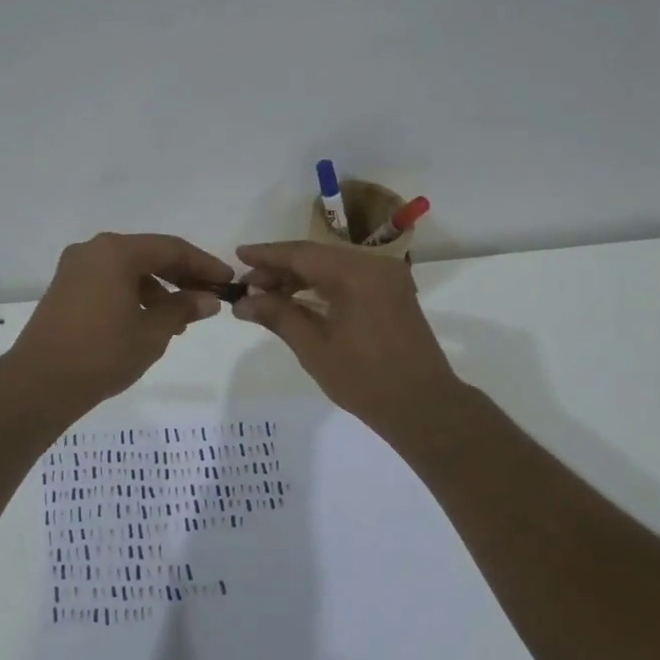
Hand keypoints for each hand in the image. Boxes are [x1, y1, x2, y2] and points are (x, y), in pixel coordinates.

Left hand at [8, 232, 233, 414]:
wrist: (40, 383)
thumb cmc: (103, 353)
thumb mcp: (152, 332)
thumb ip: (183, 309)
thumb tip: (208, 299)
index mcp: (116, 252)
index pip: (171, 249)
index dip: (203, 265)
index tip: (228, 281)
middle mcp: (93, 250)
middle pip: (148, 255)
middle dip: (181, 276)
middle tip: (209, 297)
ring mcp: (75, 269)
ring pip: (128, 269)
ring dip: (158, 288)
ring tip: (181, 318)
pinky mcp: (65, 289)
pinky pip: (109, 282)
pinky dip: (134, 295)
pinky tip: (149, 320)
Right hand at [232, 241, 460, 430]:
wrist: (422, 406)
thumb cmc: (365, 379)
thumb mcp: (314, 348)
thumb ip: (278, 316)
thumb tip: (243, 301)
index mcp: (357, 274)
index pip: (302, 254)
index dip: (267, 255)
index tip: (237, 256)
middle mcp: (375, 265)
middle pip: (317, 256)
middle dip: (280, 269)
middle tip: (248, 286)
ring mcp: (388, 278)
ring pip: (333, 267)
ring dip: (300, 278)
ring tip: (267, 296)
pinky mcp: (392, 293)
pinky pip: (349, 279)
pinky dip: (322, 286)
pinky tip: (299, 300)